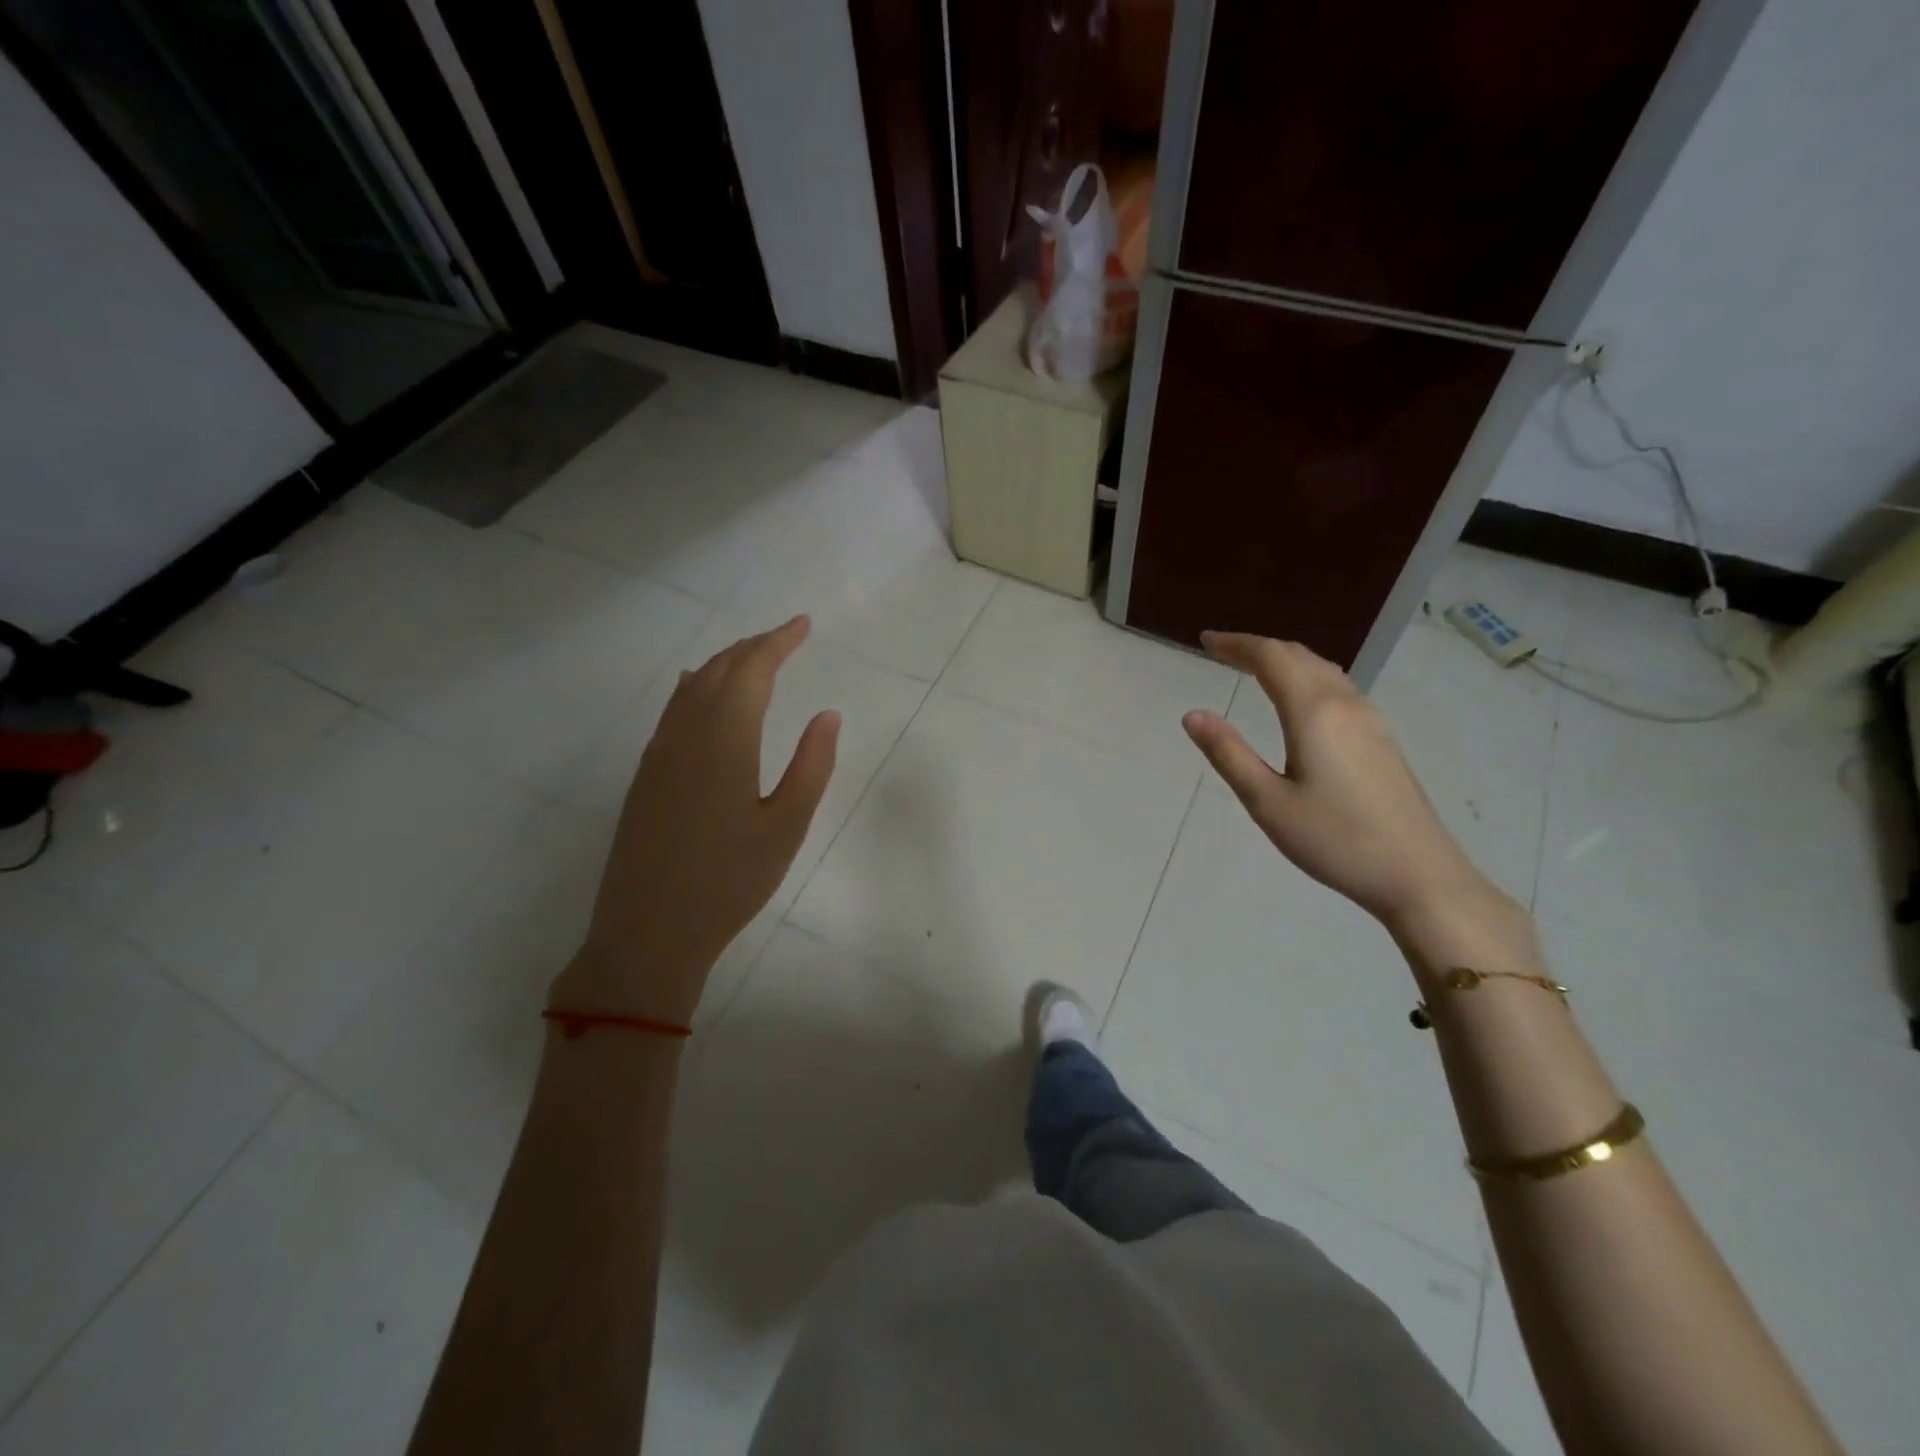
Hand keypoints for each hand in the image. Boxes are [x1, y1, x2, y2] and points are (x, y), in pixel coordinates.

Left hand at [550, 616, 839, 1024]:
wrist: (649, 932)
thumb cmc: (730, 881)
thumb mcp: (786, 827)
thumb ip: (811, 766)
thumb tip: (828, 715)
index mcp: (725, 740)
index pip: (752, 671)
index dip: (778, 642)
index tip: (803, 624)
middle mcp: (686, 734)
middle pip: (720, 670)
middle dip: (754, 646)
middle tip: (786, 637)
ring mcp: (659, 754)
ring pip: (692, 687)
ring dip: (725, 663)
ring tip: (753, 657)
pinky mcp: (645, 775)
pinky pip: (673, 710)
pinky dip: (696, 687)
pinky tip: (700, 689)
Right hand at [1182, 632, 1500, 929]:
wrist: (1418, 874)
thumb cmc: (1334, 839)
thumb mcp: (1267, 802)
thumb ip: (1228, 753)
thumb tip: (1192, 714)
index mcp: (1314, 712)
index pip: (1270, 658)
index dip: (1236, 644)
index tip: (1205, 641)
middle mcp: (1345, 704)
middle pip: (1298, 656)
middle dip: (1257, 648)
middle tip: (1221, 651)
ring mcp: (1369, 720)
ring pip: (1322, 669)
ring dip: (1284, 660)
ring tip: (1253, 668)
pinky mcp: (1381, 738)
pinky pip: (1337, 687)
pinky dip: (1306, 677)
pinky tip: (1298, 700)